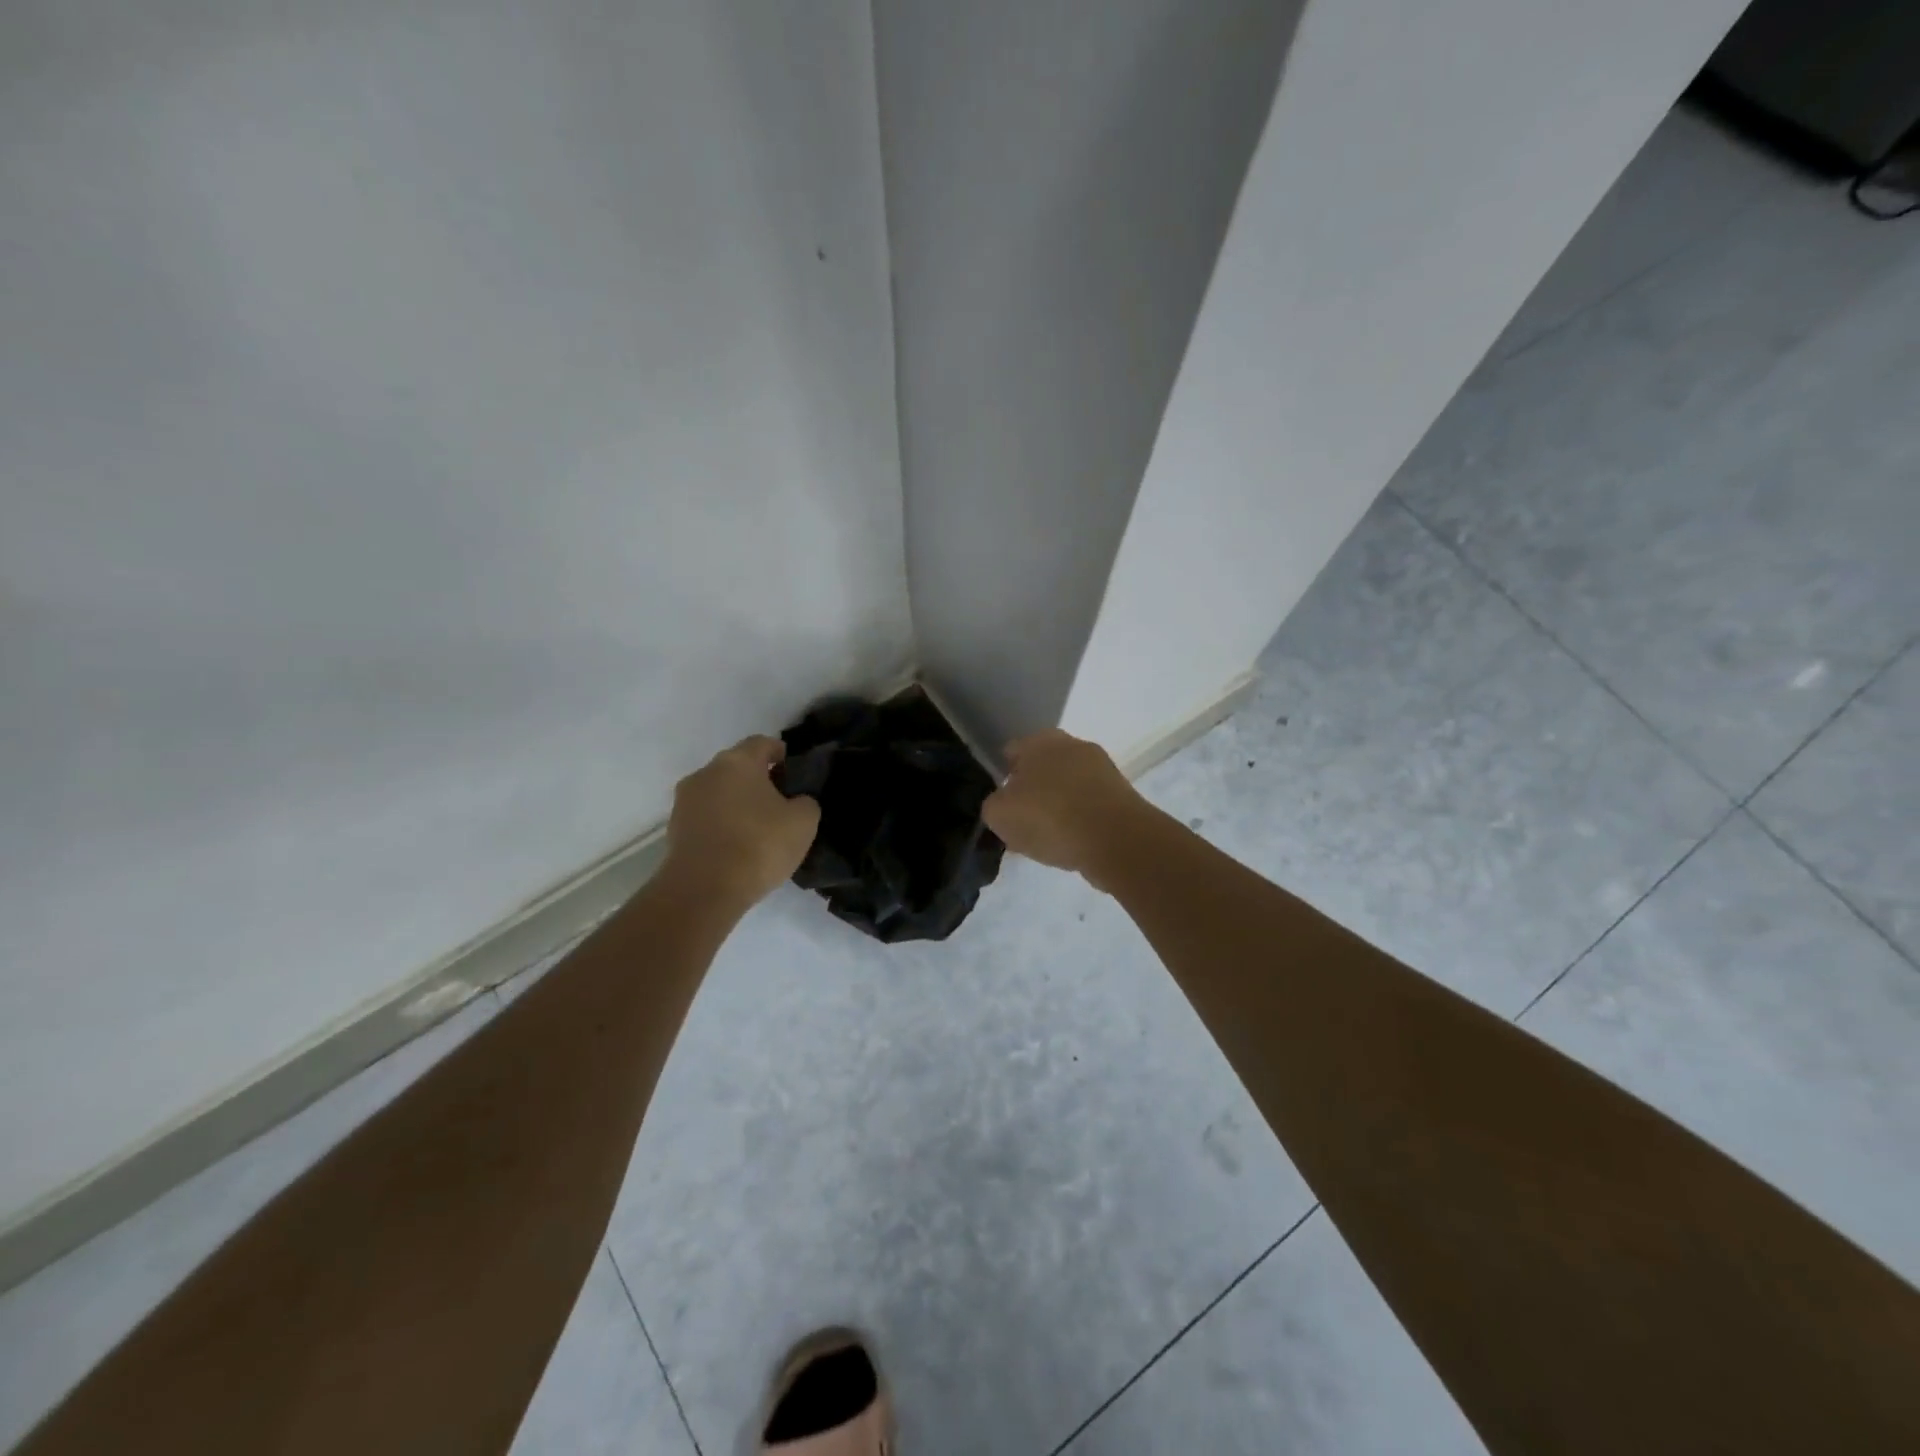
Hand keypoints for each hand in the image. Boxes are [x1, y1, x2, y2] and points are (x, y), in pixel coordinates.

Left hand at [663, 736, 819, 911]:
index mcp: (738, 761)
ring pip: (718, 792)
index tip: (793, 771)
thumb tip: (796, 801)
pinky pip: (706, 817)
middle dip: (757, 779)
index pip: (762, 743)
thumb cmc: (758, 845)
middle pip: (737, 767)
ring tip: (757, 828)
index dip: (780, 753)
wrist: (703, 891)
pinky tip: (736, 846)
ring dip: (736, 803)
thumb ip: (805, 802)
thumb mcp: (804, 822)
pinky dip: (721, 825)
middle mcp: (706, 772)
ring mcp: (685, 801)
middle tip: (780, 802)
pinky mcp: (674, 829)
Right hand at [981, 730, 1148, 889]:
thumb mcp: (1000, 815)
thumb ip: (994, 806)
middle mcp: (1072, 744)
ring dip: (1058, 805)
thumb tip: (1003, 805)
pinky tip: (1072, 843)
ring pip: (1067, 786)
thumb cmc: (1050, 818)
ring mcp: (1101, 767)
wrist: (1116, 839)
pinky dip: (1080, 819)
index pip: (1012, 752)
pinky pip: (1089, 804)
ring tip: (1048, 838)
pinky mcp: (1121, 793)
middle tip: (1023, 821)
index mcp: (1039, 741)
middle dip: (1033, 790)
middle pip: (1042, 767)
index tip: (1001, 804)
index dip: (1003, 777)